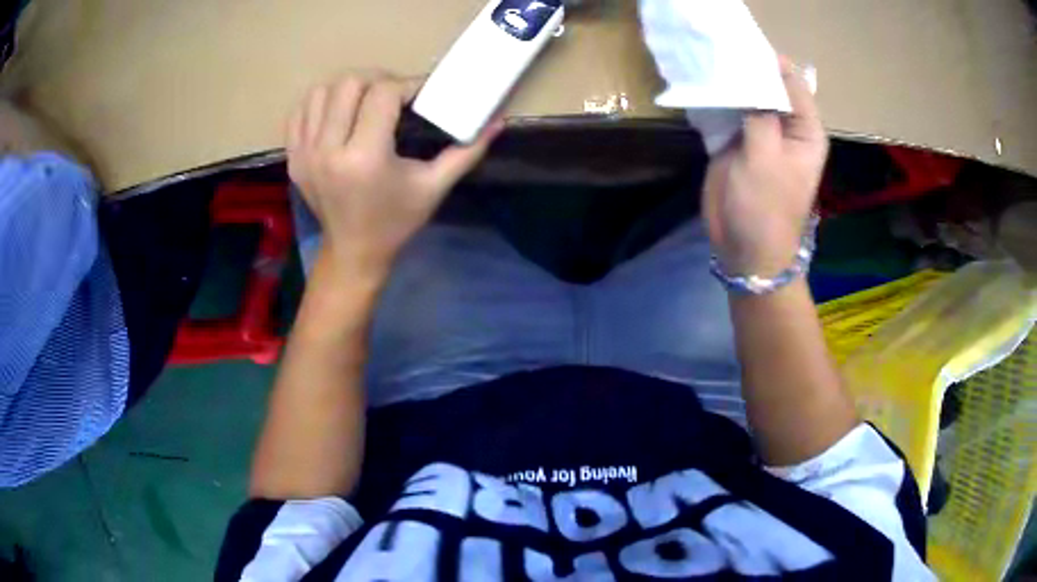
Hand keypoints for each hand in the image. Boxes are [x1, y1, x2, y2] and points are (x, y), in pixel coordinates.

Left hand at [287, 74, 501, 277]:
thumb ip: (467, 151)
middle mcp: (329, 150)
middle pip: (350, 84)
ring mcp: (305, 153)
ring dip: (348, 89)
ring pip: (322, 91)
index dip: (407, 85)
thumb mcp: (434, 187)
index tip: (420, 94)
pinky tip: (338, 113)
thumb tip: (499, 120)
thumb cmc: (396, 221)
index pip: (383, 93)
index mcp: (365, 157)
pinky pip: (301, 110)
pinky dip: (321, 102)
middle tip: (394, 96)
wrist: (353, 252)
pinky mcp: (293, 157)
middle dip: (378, 81)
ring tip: (366, 102)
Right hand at [702, 59, 828, 275]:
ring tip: (704, 61)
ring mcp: (759, 132)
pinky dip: (715, 98)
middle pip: (767, 84)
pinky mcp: (736, 140)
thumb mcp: (765, 158)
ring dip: (727, 81)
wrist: (744, 250)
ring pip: (745, 94)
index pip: (791, 82)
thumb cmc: (765, 209)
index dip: (768, 62)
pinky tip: (698, 84)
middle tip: (717, 50)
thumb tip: (748, 74)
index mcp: (805, 129)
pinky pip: (726, 110)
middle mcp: (785, 125)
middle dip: (745, 68)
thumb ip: (759, 113)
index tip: (739, 48)